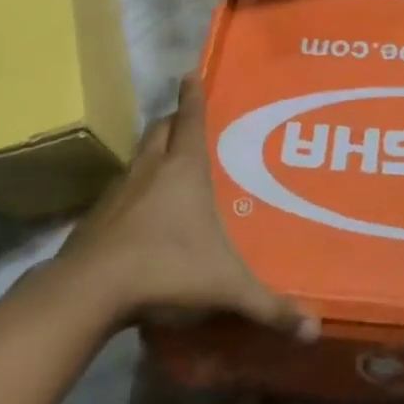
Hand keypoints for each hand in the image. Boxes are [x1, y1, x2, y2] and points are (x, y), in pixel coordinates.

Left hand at [54, 75, 318, 341]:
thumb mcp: (226, 287)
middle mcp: (149, 169)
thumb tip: (313, 331)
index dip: (192, 93)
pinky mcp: (96, 219)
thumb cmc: (167, 267)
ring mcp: (119, 192)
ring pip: (138, 158)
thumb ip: (269, 307)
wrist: (90, 291)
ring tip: (167, 167)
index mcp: (183, 168)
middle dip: (172, 120)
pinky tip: (140, 218)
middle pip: (159, 129)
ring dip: (152, 155)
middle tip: (186, 121)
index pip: (189, 117)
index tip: (190, 71)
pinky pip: (120, 193)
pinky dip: (133, 193)